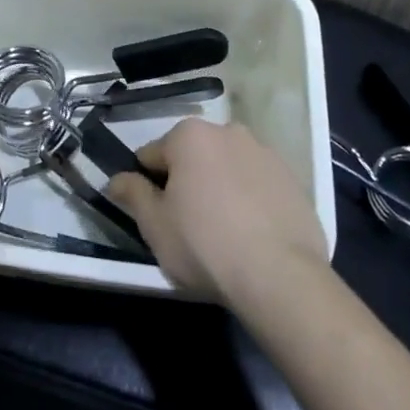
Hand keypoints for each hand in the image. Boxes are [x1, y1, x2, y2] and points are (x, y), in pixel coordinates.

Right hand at [106, 118, 328, 303]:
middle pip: (192, 157)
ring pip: (226, 168)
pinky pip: (257, 184)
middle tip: (188, 225)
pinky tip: (251, 234)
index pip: (152, 155)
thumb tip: (116, 179)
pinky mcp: (292, 179)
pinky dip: (249, 199)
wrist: (281, 277)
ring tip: (223, 232)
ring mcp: (265, 153)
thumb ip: (132, 193)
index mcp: (190, 135)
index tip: (156, 216)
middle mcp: (228, 131)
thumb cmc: (205, 245)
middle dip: (186, 182)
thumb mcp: (154, 225)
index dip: (148, 186)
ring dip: (219, 187)